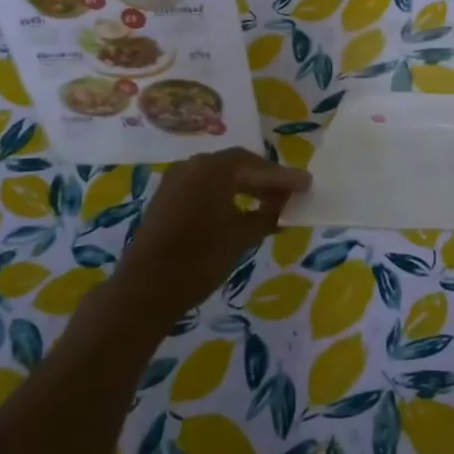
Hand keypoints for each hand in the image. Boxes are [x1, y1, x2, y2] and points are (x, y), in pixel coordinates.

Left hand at [111, 149, 310, 320]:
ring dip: (245, 187)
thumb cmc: (200, 258)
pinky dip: (225, 195)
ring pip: (220, 176)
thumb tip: (283, 206)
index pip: (257, 165)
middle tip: (290, 193)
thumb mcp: (242, 237)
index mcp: (213, 168)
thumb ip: (267, 215)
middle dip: (265, 179)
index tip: (306, 184)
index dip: (283, 177)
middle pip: (237, 165)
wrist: (146, 288)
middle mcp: (193, 165)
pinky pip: (204, 187)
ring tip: (269, 204)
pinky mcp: (167, 198)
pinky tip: (240, 211)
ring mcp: (176, 180)